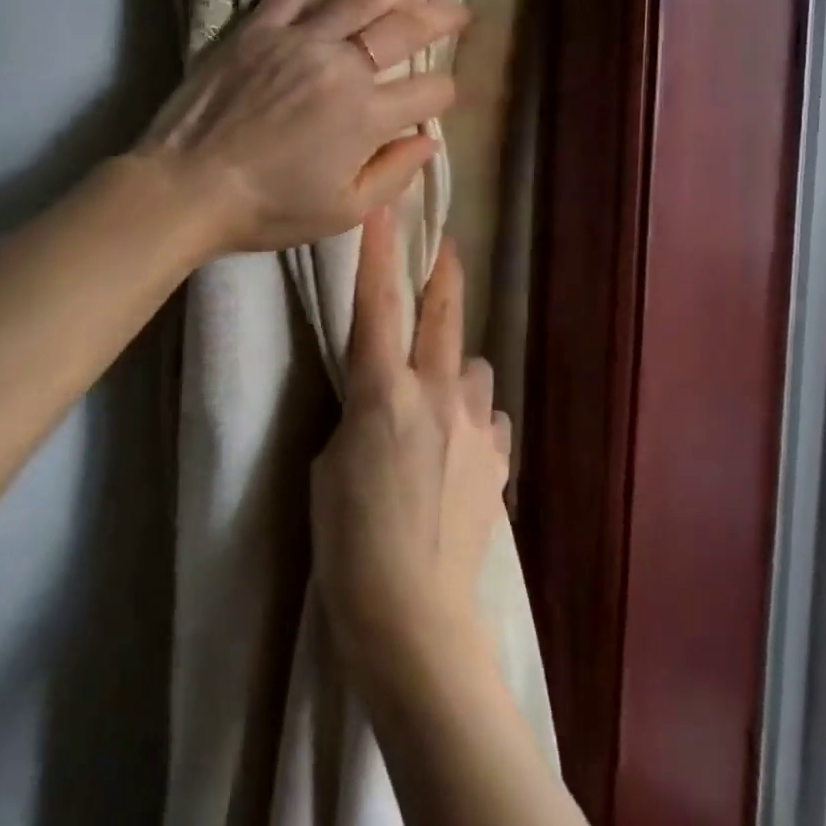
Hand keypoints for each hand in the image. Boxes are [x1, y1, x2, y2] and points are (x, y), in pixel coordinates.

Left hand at [138, 0, 466, 256]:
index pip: (429, 93)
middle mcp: (342, 67)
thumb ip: (394, 176)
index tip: (443, 97)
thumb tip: (428, 141)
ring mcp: (300, 39)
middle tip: (465, 6)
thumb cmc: (268, 209)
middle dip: (444, 17)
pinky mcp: (261, 27)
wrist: (186, 189)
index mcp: (366, 118)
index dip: (445, 95)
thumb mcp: (343, 213)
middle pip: (407, 31)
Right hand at [311, 210, 511, 681]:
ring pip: (472, 367)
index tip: (384, 208)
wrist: (416, 618)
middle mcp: (437, 395)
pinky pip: (485, 417)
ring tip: (438, 396)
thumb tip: (384, 403)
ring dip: (454, 367)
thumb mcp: (327, 470)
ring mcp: (475, 425)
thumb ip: (358, 419)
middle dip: (442, 272)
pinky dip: (471, 419)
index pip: (378, 306)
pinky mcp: (498, 458)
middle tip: (444, 245)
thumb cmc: (348, 546)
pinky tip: (459, 448)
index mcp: (383, 395)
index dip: (379, 252)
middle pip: (442, 315)